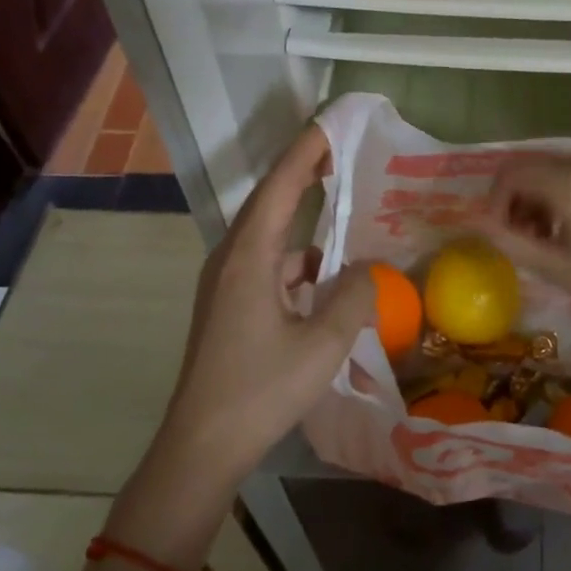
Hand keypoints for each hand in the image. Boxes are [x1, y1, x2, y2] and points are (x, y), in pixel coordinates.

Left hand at [155, 125, 374, 490]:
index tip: (332, 123)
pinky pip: (267, 263)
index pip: (280, 186)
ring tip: (342, 205)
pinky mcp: (229, 305)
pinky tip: (326, 272)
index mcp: (248, 257)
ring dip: (301, 217)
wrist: (201, 447)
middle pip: (270, 201)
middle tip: (341, 150)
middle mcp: (231, 259)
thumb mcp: (323, 345)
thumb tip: (370, 267)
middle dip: (304, 172)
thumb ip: (355, 297)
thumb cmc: (260, 391)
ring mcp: (226, 283)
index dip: (306, 150)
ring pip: (269, 234)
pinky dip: (297, 257)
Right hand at [481, 153, 570, 365]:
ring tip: (558, 233)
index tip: (503, 231)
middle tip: (529, 235)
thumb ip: (509, 241)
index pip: (513, 174)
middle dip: (522, 198)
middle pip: (537, 166)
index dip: (497, 201)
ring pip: (564, 166)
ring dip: (549, 194)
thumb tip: (475, 222)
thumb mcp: (557, 268)